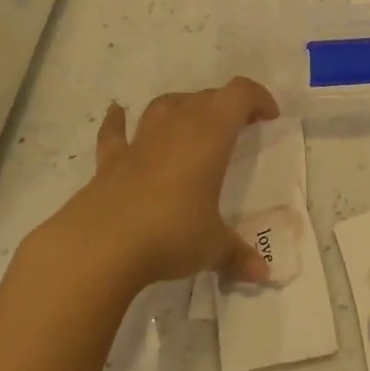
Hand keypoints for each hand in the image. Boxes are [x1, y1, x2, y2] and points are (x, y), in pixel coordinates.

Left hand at [26, 78, 279, 297]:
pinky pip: (114, 133)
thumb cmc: (171, 234)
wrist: (100, 246)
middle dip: (225, 106)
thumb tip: (262, 275)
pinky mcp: (109, 162)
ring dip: (182, 106)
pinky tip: (116, 113)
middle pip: (205, 97)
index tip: (269, 118)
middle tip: (239, 129)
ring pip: (164, 106)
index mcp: (210, 137)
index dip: (257, 98)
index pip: (239, 95)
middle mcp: (176, 128)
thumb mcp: (213, 247)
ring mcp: (139, 143)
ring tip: (192, 120)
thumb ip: (237, 256)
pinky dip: (116, 121)